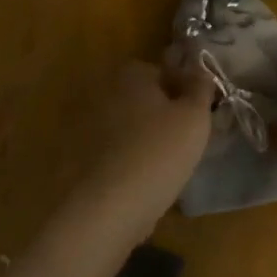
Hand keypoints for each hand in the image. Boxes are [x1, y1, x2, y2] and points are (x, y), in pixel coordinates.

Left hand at [72, 58, 215, 236]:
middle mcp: (102, 91)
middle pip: (141, 97)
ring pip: (126, 123)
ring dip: (143, 135)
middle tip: (185, 137)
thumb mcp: (194, 118)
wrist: (108, 206)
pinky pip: (111, 149)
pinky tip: (143, 177)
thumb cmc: (158, 153)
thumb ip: (200, 88)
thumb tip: (200, 70)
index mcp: (129, 74)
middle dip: (161, 111)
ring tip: (166, 161)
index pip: (162, 72)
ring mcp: (84, 124)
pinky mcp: (76, 155)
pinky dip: (127, 157)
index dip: (184, 90)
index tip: (200, 113)